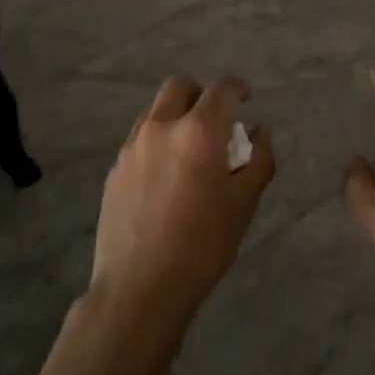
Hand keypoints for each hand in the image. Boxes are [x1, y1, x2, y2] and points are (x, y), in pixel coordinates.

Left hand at [89, 76, 275, 334]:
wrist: (140, 287)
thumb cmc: (203, 245)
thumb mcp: (244, 204)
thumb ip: (259, 160)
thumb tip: (259, 133)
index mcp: (199, 132)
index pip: (222, 90)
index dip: (238, 89)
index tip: (246, 100)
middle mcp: (161, 127)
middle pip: (180, 87)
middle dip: (201, 95)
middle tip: (215, 121)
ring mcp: (132, 147)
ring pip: (155, 112)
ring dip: (176, 117)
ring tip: (189, 152)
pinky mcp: (115, 169)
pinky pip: (139, 139)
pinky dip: (157, 143)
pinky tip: (165, 178)